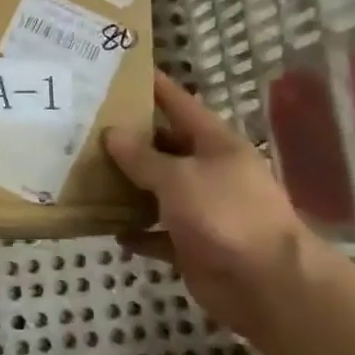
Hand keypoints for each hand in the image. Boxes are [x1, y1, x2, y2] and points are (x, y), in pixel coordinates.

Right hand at [104, 72, 313, 339]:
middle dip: (131, 140)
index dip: (156, 87)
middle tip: (87, 127)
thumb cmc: (225, 215)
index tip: (125, 70)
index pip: (181, 104)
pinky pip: (158, 234)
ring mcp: (202, 211)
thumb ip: (142, 157)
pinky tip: (110, 229)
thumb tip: (112, 133)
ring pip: (158, 191)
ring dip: (129, 187)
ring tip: (87, 174)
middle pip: (165, 148)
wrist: (267, 284)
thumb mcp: (179, 178)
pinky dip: (137, 232)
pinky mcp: (193, 246)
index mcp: (215, 145)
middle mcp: (210, 172)